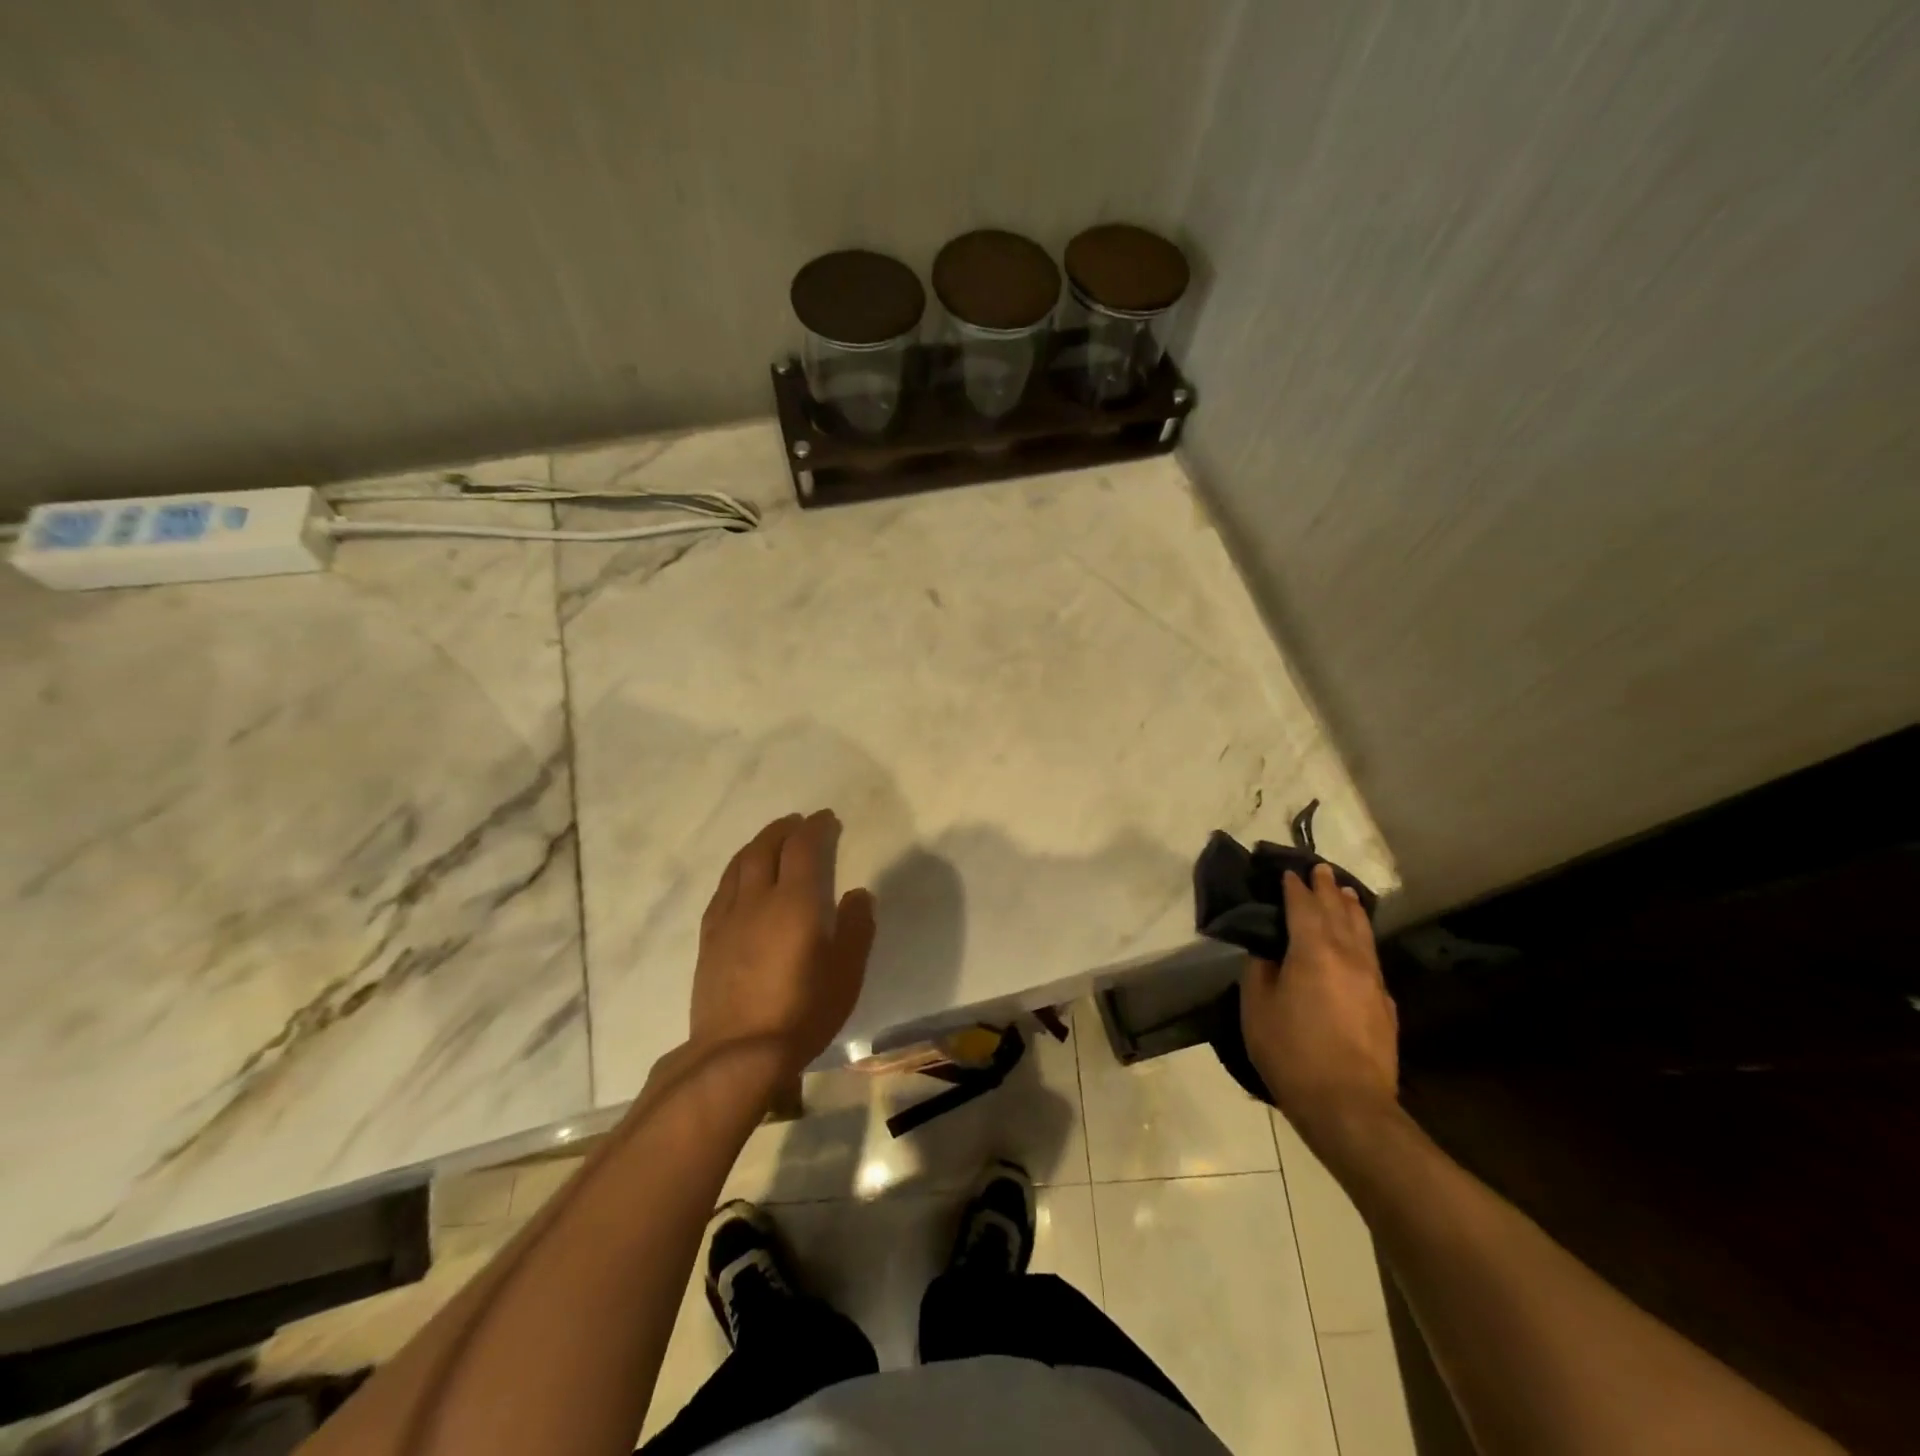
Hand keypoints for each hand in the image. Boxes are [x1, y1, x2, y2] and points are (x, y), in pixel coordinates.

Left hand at [687, 810, 875, 1083]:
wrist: (738, 1053)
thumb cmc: (803, 1012)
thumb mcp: (846, 973)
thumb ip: (856, 928)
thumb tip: (858, 893)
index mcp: (796, 902)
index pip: (804, 847)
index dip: (816, 827)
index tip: (827, 819)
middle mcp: (758, 899)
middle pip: (767, 848)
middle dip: (784, 828)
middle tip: (798, 822)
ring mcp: (728, 917)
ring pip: (740, 864)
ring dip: (757, 844)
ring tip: (770, 840)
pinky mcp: (708, 938)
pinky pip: (722, 889)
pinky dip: (736, 871)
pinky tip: (740, 879)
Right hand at [1241, 863, 1399, 1144]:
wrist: (1348, 1105)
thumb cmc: (1291, 1051)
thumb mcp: (1257, 1008)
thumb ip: (1260, 971)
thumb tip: (1267, 953)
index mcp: (1313, 951)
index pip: (1304, 907)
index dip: (1295, 888)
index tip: (1288, 872)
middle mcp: (1348, 957)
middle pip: (1338, 912)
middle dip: (1327, 889)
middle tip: (1320, 869)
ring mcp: (1372, 981)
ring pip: (1363, 933)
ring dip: (1351, 909)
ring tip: (1345, 893)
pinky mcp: (1385, 1005)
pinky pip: (1372, 958)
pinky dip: (1362, 939)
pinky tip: (1359, 945)